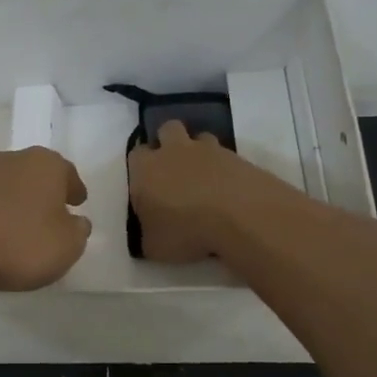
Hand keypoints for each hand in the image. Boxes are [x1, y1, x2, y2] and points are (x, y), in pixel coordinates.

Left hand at [0, 147, 91, 291]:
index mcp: (47, 164)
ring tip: (20, 226)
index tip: (76, 204)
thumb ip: (78, 230)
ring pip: (8, 184)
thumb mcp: (68, 245)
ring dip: (16, 200)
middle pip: (36, 173)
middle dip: (44, 191)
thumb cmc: (22, 243)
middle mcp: (14, 158)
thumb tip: (75, 221)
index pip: (67, 173)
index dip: (74, 190)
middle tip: (50, 214)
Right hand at [126, 120, 262, 262]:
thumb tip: (150, 233)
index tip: (147, 187)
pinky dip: (224, 168)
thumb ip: (147, 235)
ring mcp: (208, 150)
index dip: (140, 168)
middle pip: (167, 130)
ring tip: (204, 178)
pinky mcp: (237, 156)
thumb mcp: (154, 247)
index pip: (136, 155)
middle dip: (168, 143)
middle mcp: (174, 151)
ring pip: (199, 137)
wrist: (240, 216)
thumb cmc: (186, 230)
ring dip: (199, 152)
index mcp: (146, 169)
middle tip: (174, 171)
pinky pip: (226, 155)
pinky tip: (228, 190)